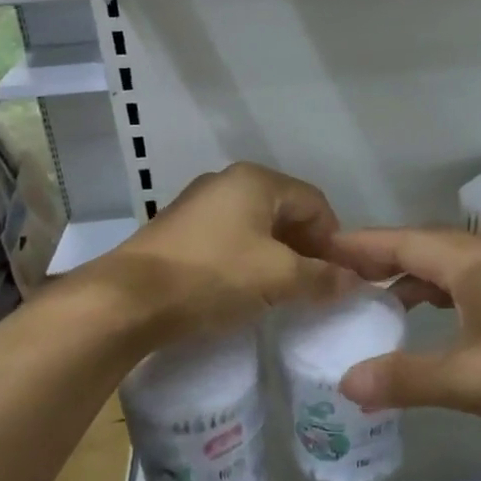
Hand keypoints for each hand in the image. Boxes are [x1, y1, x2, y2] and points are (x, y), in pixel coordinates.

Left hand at [96, 162, 349, 342]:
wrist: (128, 300)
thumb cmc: (213, 276)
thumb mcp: (278, 279)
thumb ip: (321, 277)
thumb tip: (352, 281)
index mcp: (256, 181)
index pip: (315, 202)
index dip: (334, 238)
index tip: (338, 275)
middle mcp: (227, 182)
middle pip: (285, 211)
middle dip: (306, 247)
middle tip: (315, 285)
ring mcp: (199, 204)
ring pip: (256, 226)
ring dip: (277, 255)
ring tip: (283, 291)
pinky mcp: (179, 230)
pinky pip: (229, 238)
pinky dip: (247, 259)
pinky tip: (245, 289)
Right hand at [328, 228, 480, 440]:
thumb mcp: (468, 379)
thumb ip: (406, 378)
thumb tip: (346, 382)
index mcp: (472, 265)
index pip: (405, 243)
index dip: (363, 244)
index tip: (324, 246)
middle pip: (427, 246)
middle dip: (384, 255)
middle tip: (344, 270)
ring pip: (450, 265)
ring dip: (414, 274)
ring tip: (380, 297)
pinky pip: (468, 285)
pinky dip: (440, 294)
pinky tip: (436, 320)